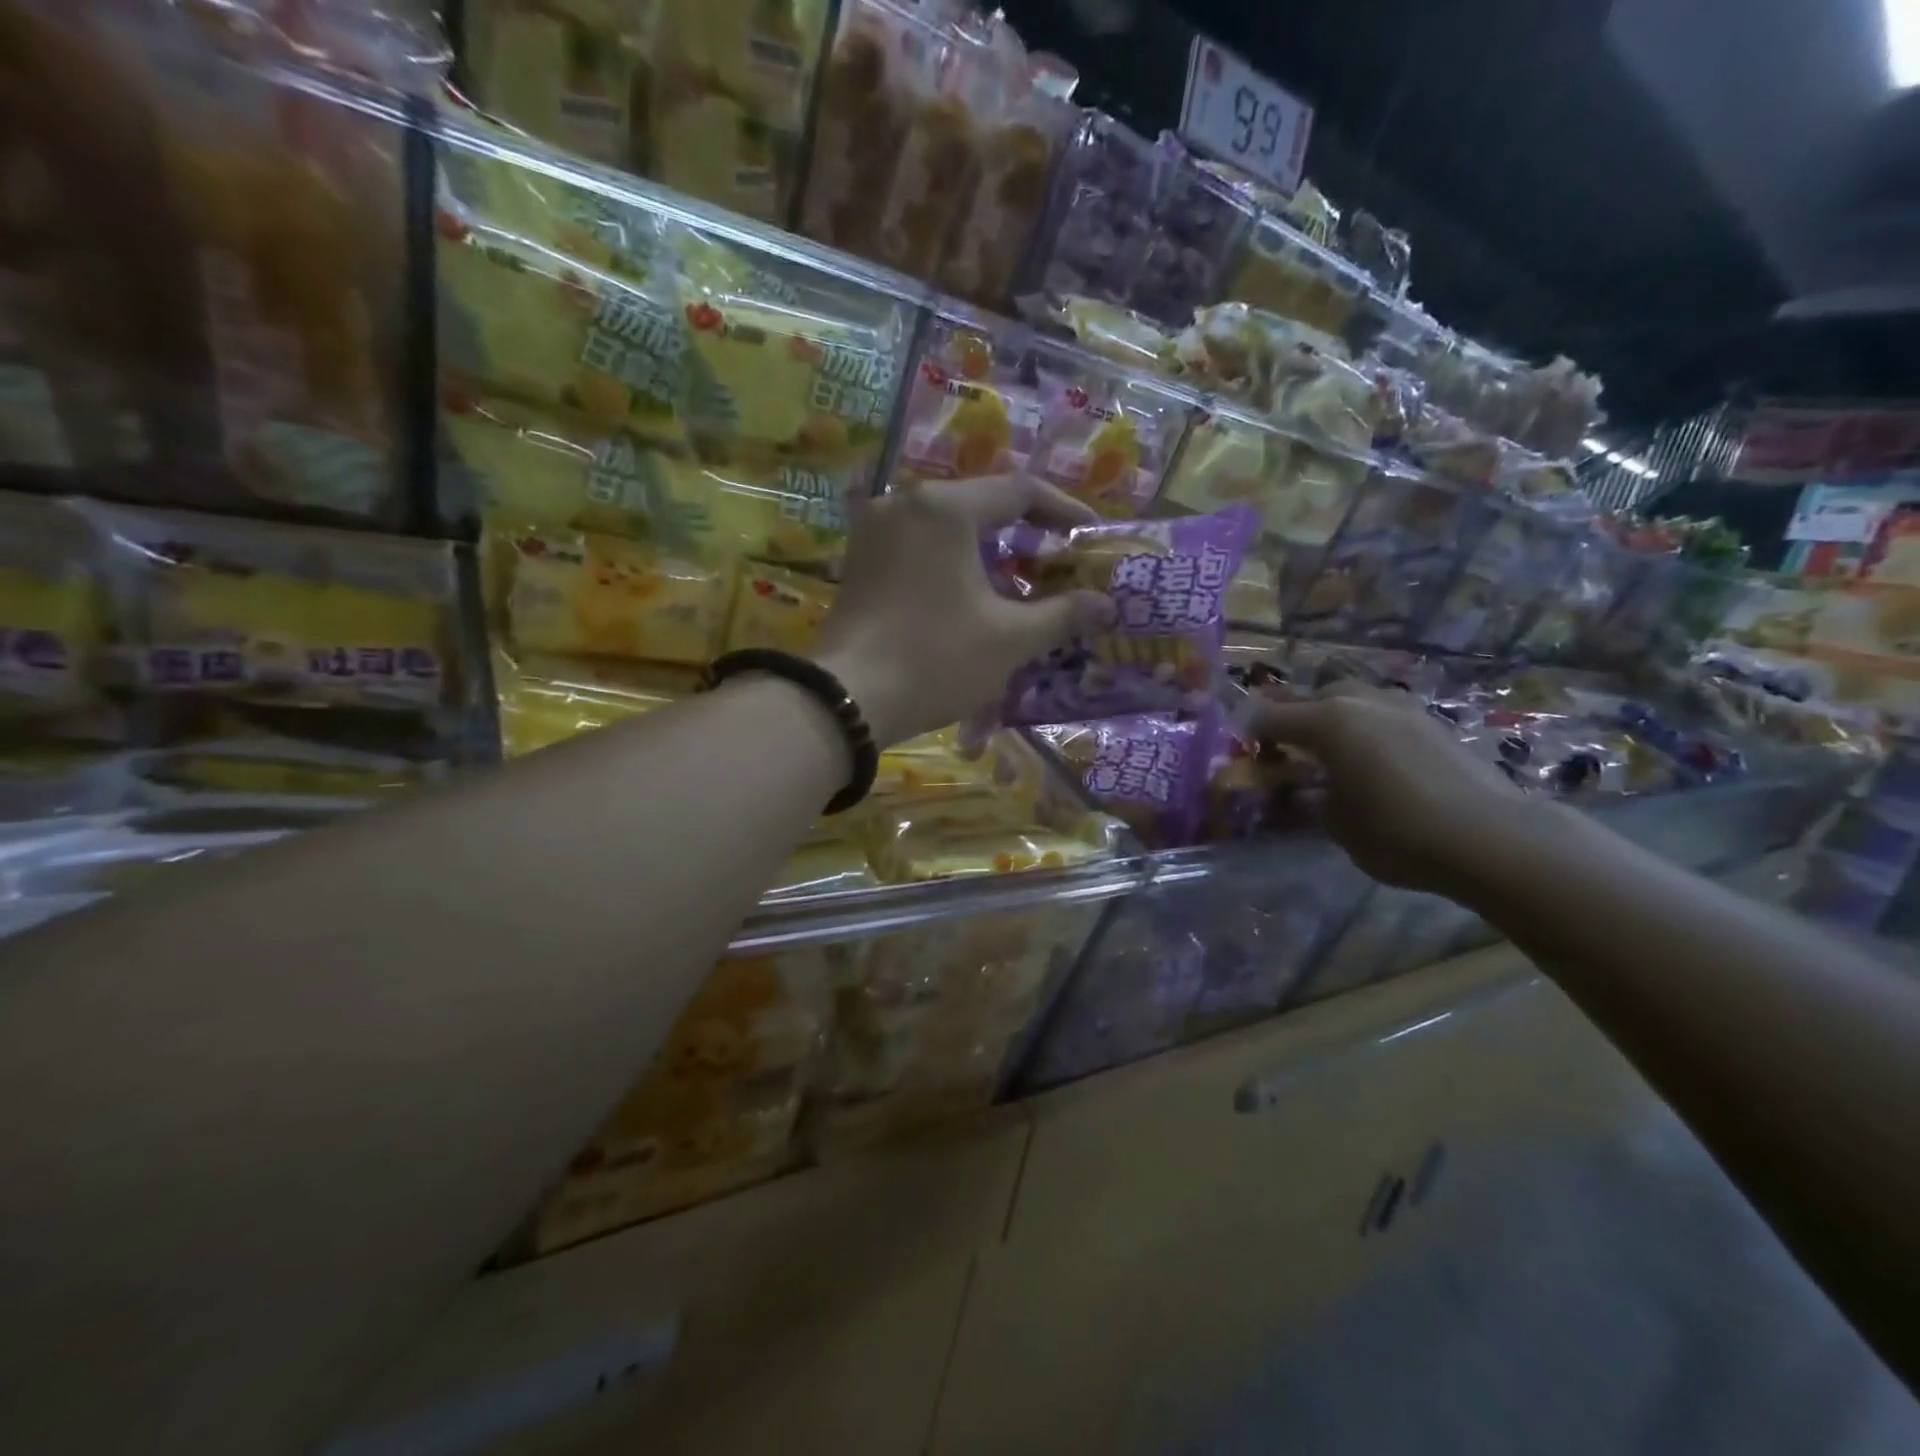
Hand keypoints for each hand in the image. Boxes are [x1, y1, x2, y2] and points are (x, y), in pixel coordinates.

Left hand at [814, 476, 1115, 746]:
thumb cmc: (935, 660)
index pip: (1020, 491)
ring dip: (988, 551)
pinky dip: (952, 562)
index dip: (1064, 510)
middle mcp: (904, 503)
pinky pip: (918, 547)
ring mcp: (874, 531)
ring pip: (947, 527)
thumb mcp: (1010, 639)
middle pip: (980, 505)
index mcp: (944, 508)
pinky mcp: (859, 562)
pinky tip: (971, 595)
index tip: (1091, 535)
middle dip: (1025, 534)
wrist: (847, 701)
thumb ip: (1063, 614)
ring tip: (1020, 584)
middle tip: (1057, 564)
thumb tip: (1107, 604)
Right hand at [1251, 682, 1525, 895]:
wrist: (1493, 838)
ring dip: (1330, 717)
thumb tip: (1301, 791)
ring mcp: (1400, 707)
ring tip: (1327, 750)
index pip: (1269, 717)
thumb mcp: (1336, 824)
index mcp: (1326, 721)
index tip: (1242, 752)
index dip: (1249, 733)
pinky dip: (1364, 728)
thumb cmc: (1397, 832)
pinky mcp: (1431, 722)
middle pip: (1310, 697)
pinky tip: (1369, 757)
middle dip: (1290, 716)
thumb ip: (1309, 799)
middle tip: (1281, 747)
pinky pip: (1380, 714)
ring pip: (1350, 699)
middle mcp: (1360, 702)